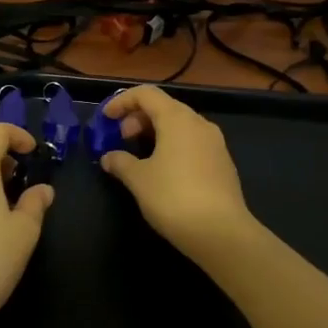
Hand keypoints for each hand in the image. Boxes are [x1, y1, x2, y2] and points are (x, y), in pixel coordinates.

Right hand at [99, 86, 254, 259]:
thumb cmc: (174, 198)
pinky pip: (192, 143)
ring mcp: (215, 143)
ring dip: (156, 132)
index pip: (146, 94)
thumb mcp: (139, 180)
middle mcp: (199, 123)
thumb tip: (109, 157)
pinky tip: (163, 170)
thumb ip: (120, 162)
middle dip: (138, 118)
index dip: (122, 101)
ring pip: (180, 126)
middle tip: (122, 138)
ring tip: (140, 155)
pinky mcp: (222, 163)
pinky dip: (172, 146)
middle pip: (164, 107)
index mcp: (177, 119)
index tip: (105, 118)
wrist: (222, 233)